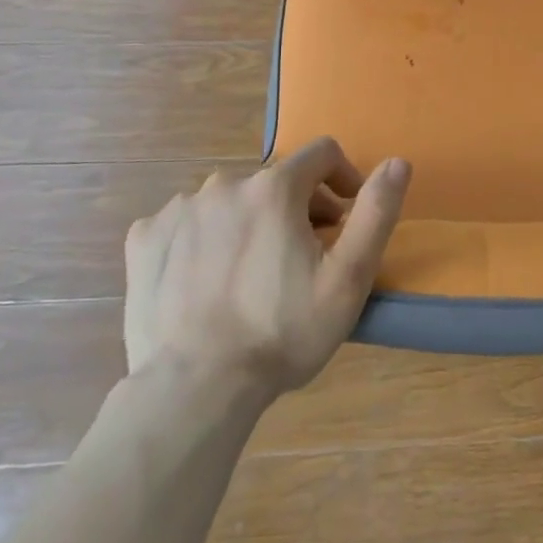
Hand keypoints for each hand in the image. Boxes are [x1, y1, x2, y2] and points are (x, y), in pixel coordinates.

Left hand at [124, 138, 410, 392]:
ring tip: (253, 273)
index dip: (343, 178)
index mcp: (274, 188)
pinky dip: (203, 237)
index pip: (321, 154)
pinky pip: (185, 222)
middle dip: (297, 208)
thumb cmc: (282, 332)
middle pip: (275, 181)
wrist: (194, 388)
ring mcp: (179, 210)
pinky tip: (206, 278)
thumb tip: (398, 162)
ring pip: (230, 200)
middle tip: (304, 257)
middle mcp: (224, 184)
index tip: (345, 217)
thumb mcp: (348, 277)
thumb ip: (376, 212)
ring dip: (250, 221)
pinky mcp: (145, 239)